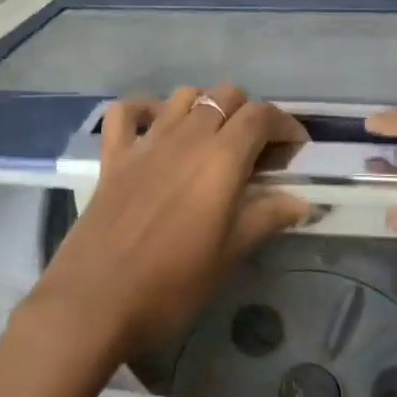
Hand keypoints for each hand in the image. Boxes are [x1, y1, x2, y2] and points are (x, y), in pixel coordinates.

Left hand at [19, 86, 310, 364]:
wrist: (95, 301)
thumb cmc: (172, 284)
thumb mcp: (229, 254)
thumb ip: (266, 218)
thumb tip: (301, 202)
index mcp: (220, 158)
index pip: (261, 116)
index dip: (285, 124)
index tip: (295, 148)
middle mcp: (185, 136)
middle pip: (224, 96)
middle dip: (248, 113)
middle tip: (256, 151)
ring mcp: (145, 142)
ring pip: (183, 95)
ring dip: (204, 106)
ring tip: (213, 140)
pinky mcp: (113, 156)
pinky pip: (126, 112)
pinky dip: (144, 110)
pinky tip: (155, 129)